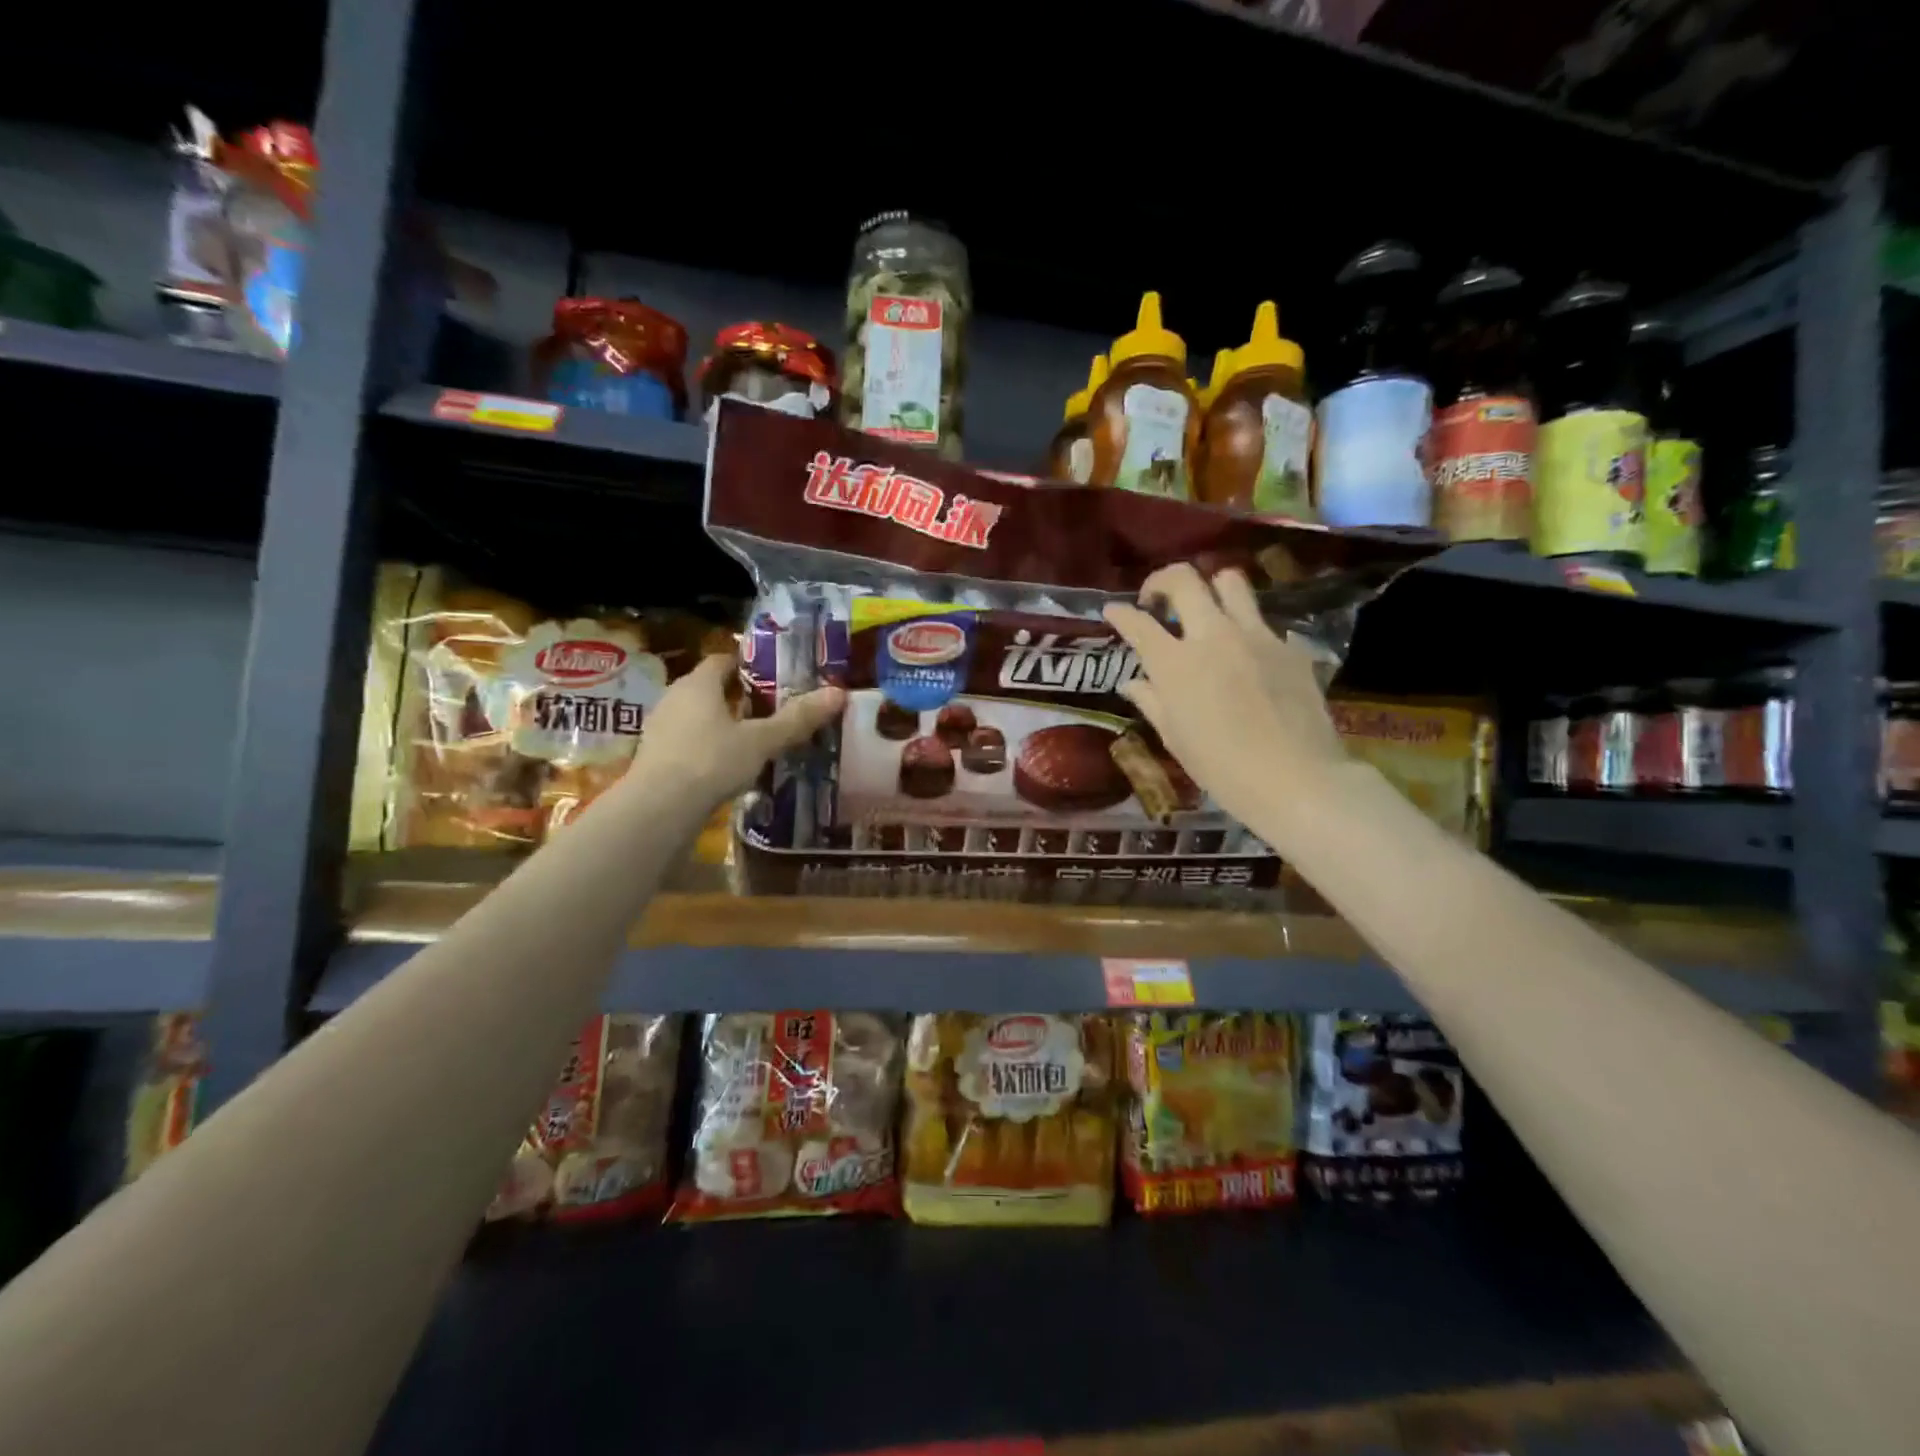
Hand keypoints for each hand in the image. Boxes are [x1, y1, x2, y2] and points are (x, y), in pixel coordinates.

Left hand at [630, 654, 845, 805]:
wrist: (659, 809)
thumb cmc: (711, 762)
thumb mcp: (761, 741)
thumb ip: (797, 719)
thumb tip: (838, 693)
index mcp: (698, 684)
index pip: (721, 661)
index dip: (745, 664)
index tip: (770, 675)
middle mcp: (674, 698)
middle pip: (708, 688)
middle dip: (735, 696)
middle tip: (768, 708)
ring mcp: (659, 729)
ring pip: (695, 716)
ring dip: (719, 723)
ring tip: (750, 739)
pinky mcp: (655, 758)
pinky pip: (686, 742)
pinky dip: (706, 747)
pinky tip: (725, 766)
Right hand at [1103, 564, 1350, 845]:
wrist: (1295, 778)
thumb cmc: (1221, 768)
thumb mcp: (1175, 738)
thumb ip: (1151, 701)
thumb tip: (1134, 682)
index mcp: (1175, 664)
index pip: (1138, 623)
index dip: (1119, 613)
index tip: (1113, 611)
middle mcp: (1212, 636)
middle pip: (1184, 579)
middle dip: (1161, 581)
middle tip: (1157, 601)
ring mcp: (1255, 635)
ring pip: (1230, 581)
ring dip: (1211, 589)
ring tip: (1207, 611)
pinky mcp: (1288, 645)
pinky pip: (1262, 621)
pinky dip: (1246, 629)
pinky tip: (1247, 655)